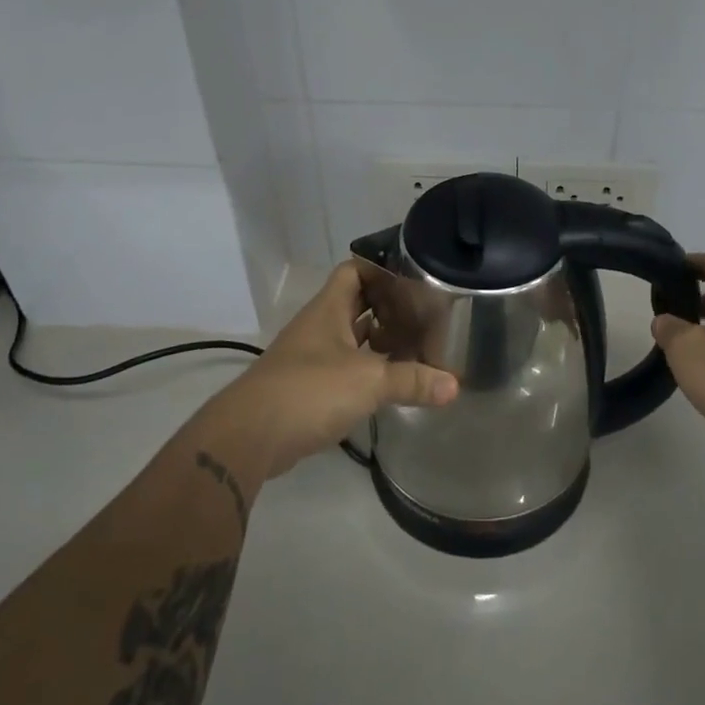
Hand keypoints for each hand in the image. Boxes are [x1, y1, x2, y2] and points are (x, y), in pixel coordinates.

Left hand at [228, 261, 457, 478]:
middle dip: (388, 306)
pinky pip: (344, 369)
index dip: (382, 268)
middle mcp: (318, 327)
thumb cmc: (310, 390)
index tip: (415, 275)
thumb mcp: (369, 381)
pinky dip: (367, 371)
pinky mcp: (307, 388)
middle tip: (425, 312)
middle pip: (356, 304)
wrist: (250, 437)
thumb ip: (412, 380)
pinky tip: (391, 381)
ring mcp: (310, 358)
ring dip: (379, 341)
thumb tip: (454, 385)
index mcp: (328, 310)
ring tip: (417, 344)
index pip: (355, 270)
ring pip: (351, 338)